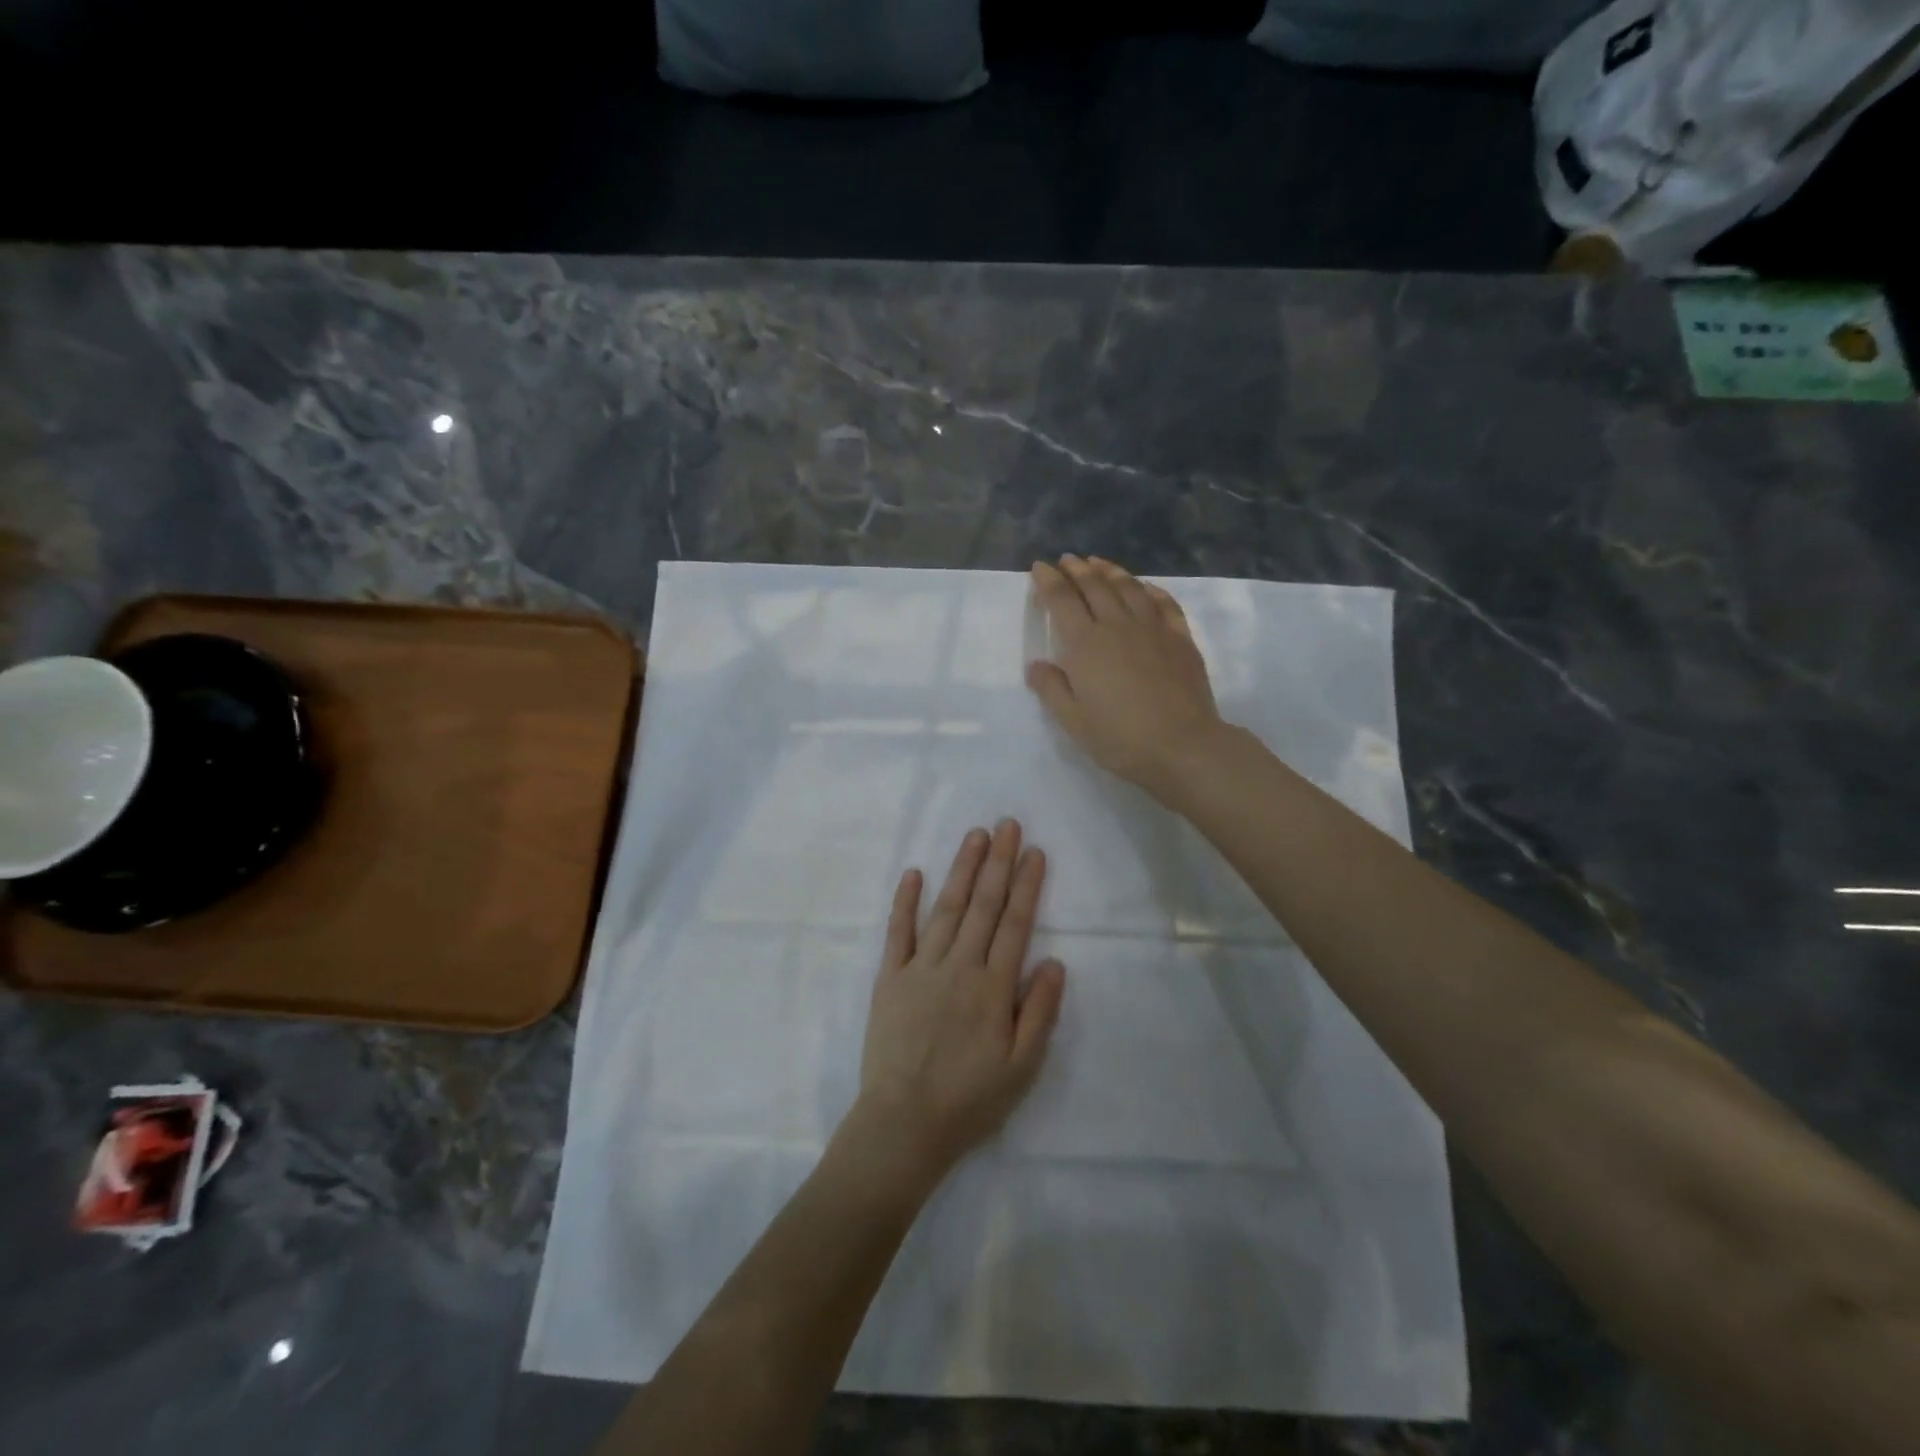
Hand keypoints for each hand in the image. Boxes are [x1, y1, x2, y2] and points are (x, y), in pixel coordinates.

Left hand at [855, 820, 1066, 1180]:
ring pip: (946, 908)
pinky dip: (906, 901)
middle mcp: (958, 966)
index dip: (1026, 885)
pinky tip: (913, 873)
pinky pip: (898, 932)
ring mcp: (921, 968)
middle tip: (1007, 823)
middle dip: (997, 862)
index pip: (1015, 923)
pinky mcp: (890, 978)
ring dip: (962, 869)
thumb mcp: (1022, 1067)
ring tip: (975, 835)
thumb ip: (1039, 1011)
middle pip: (983, 905)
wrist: (903, 1124)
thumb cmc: (970, 1099)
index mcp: (993, 987)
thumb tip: (1054, 960)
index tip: (1034, 851)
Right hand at [1025, 555, 1226, 797]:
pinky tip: (1145, 588)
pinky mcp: (1180, 638)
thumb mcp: (1074, 722)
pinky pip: (1164, 603)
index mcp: (1085, 645)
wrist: (1182, 746)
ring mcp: (1152, 628)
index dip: (1048, 581)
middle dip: (1077, 569)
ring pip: (1129, 587)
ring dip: (1111, 571)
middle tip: (1067, 560)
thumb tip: (1036, 665)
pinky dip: (1151, 590)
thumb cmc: (1120, 738)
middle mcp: (1117, 626)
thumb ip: (1052, 689)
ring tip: (1098, 563)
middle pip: (1094, 586)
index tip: (1039, 567)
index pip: (1062, 601)